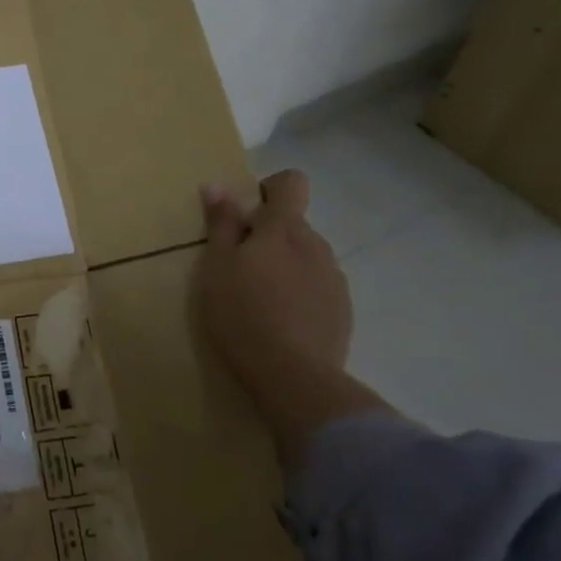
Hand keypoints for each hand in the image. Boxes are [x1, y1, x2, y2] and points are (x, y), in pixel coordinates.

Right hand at [196, 170, 352, 382]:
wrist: (294, 377)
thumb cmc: (243, 313)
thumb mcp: (217, 266)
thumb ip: (221, 224)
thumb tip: (219, 186)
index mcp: (284, 229)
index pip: (291, 184)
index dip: (270, 190)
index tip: (246, 214)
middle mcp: (316, 245)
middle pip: (294, 225)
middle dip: (269, 237)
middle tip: (239, 267)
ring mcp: (334, 279)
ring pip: (306, 257)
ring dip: (285, 266)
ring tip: (260, 299)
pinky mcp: (343, 311)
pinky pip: (317, 287)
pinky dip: (300, 294)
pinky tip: (281, 321)